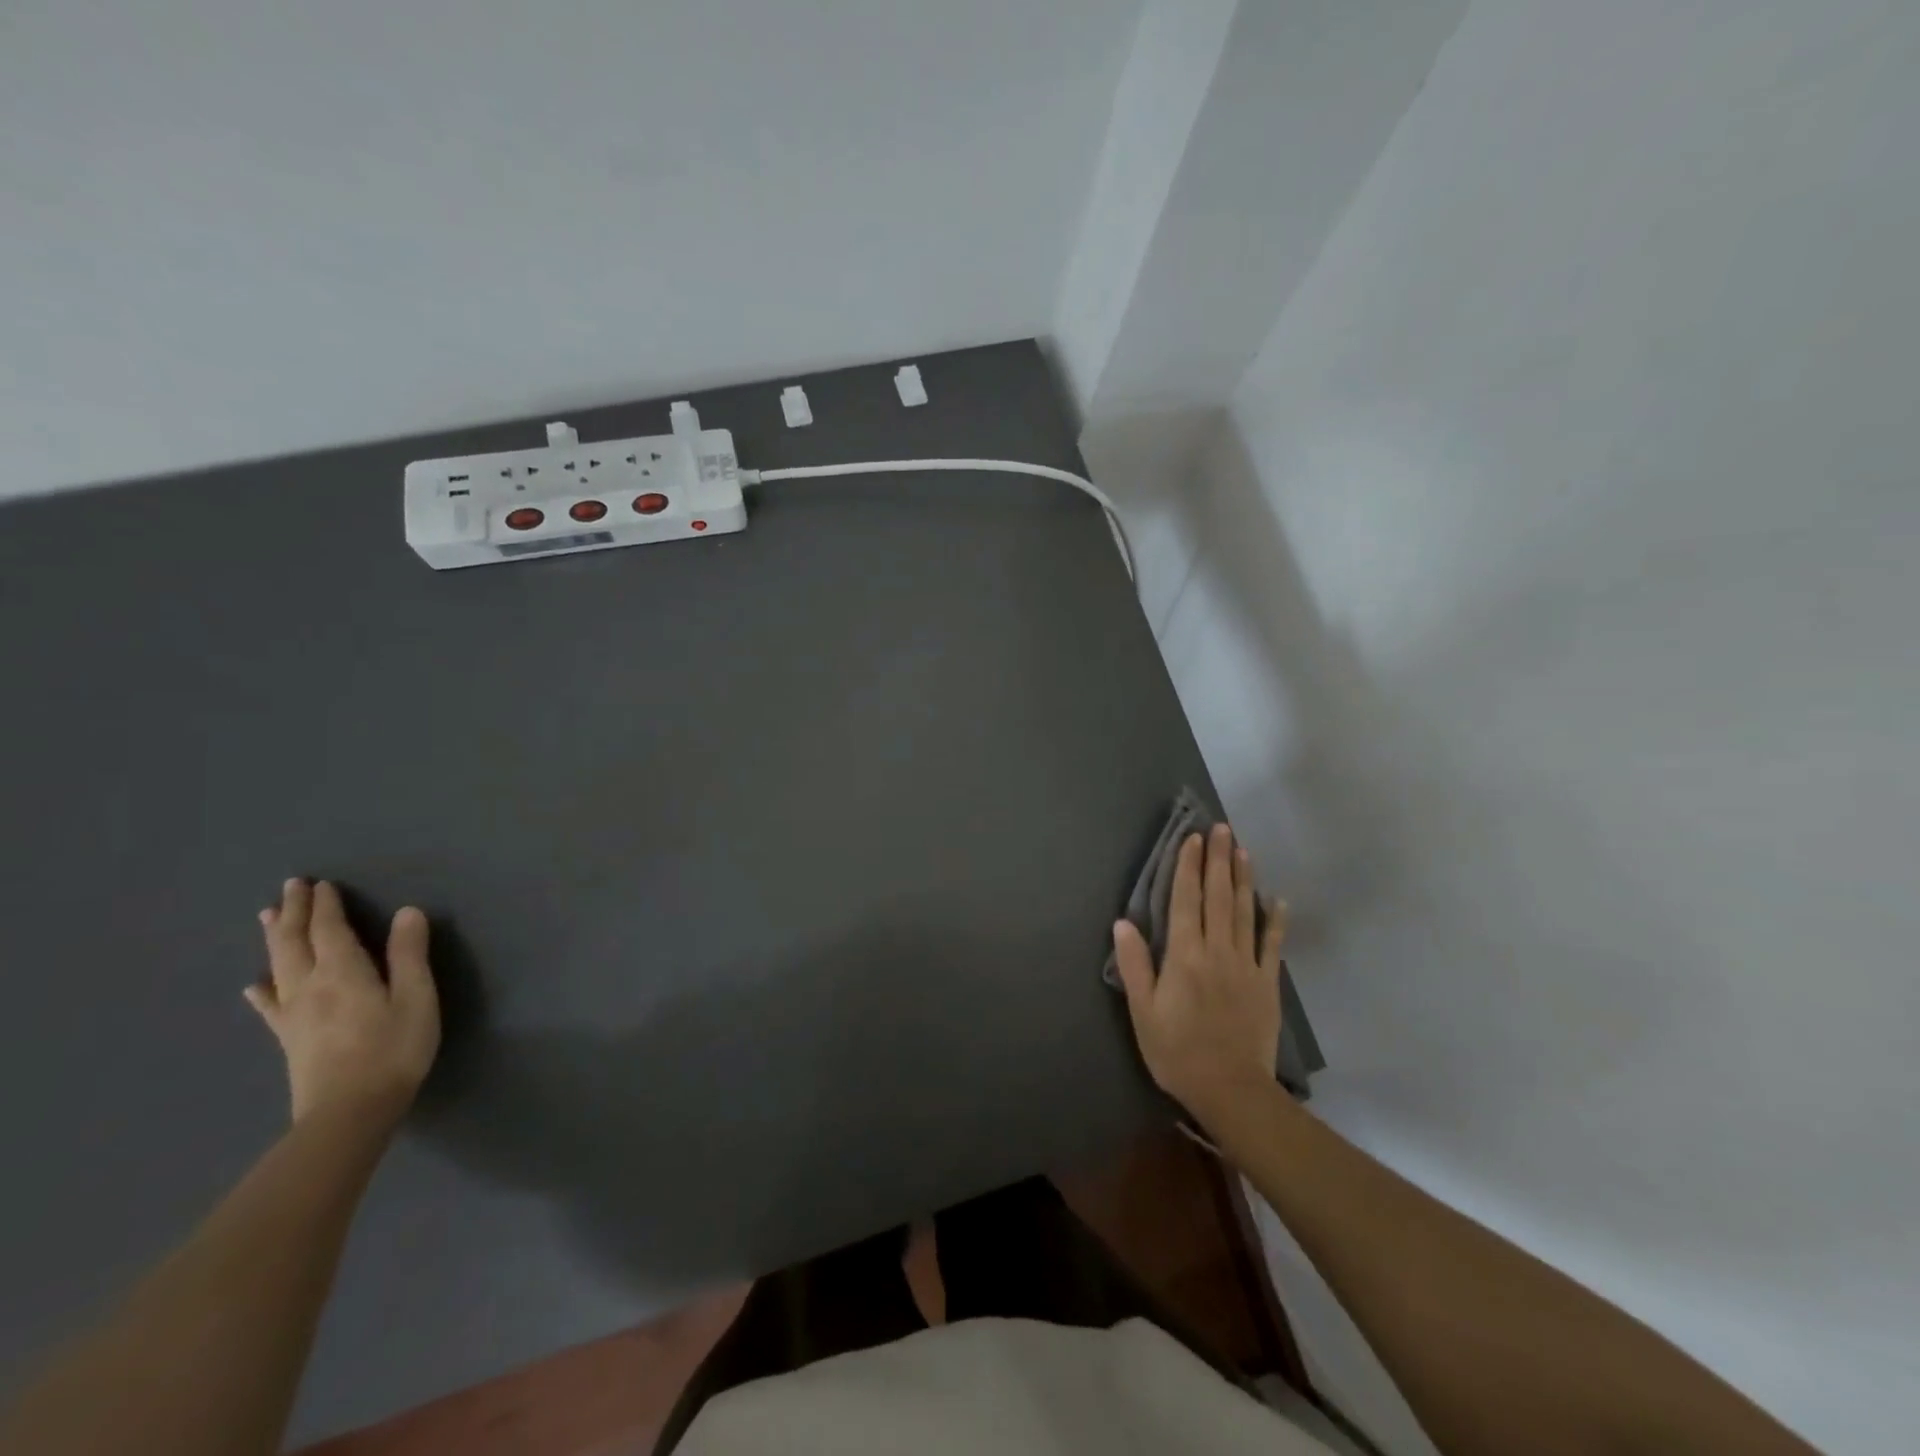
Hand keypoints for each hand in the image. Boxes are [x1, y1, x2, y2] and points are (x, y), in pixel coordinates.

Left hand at [245, 879, 440, 1127]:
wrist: (349, 1112)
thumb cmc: (394, 1049)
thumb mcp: (416, 997)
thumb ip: (409, 954)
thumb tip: (407, 912)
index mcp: (343, 972)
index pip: (329, 930)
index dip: (325, 906)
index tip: (321, 884)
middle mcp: (309, 986)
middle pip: (295, 942)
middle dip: (293, 913)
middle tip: (291, 887)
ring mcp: (293, 1014)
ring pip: (278, 966)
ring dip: (274, 938)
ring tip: (268, 917)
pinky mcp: (289, 1038)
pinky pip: (270, 1005)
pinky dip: (263, 989)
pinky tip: (254, 986)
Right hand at [1112, 824, 1284, 1129]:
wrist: (1231, 1090)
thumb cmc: (1178, 1051)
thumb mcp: (1144, 1012)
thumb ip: (1136, 965)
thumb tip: (1123, 922)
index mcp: (1185, 955)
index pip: (1186, 900)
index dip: (1188, 867)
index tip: (1193, 838)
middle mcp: (1218, 950)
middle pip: (1218, 896)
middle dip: (1218, 860)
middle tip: (1222, 828)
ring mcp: (1246, 965)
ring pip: (1244, 912)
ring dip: (1243, 878)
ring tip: (1243, 850)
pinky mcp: (1267, 983)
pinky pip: (1272, 944)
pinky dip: (1275, 920)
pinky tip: (1277, 899)